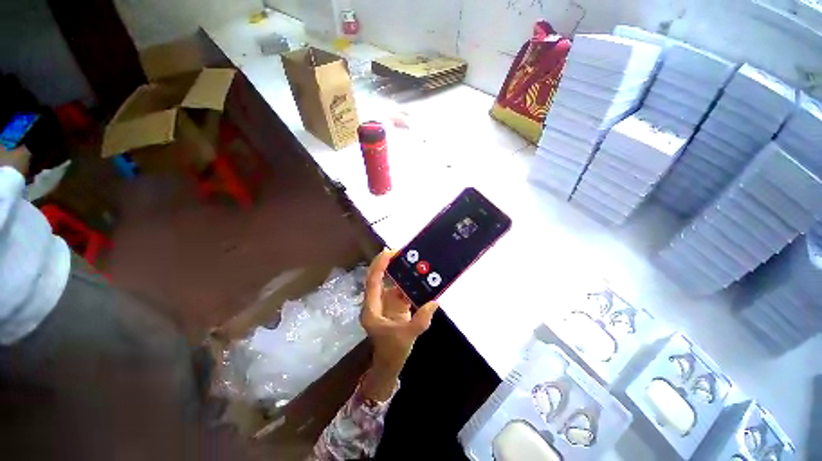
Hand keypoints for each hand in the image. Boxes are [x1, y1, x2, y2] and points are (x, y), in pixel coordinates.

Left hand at [360, 249, 438, 399]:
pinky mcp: (394, 306)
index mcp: (372, 308)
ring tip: (413, 261)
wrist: (390, 365)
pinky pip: (401, 291)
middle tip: (401, 251)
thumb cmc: (392, 352)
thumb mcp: (406, 337)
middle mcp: (376, 302)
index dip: (379, 266)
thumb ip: (420, 320)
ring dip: (400, 273)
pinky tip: (419, 279)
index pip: (372, 282)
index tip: (389, 252)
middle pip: (379, 278)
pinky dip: (409, 284)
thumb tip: (434, 302)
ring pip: (391, 283)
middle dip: (388, 263)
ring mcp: (385, 303)